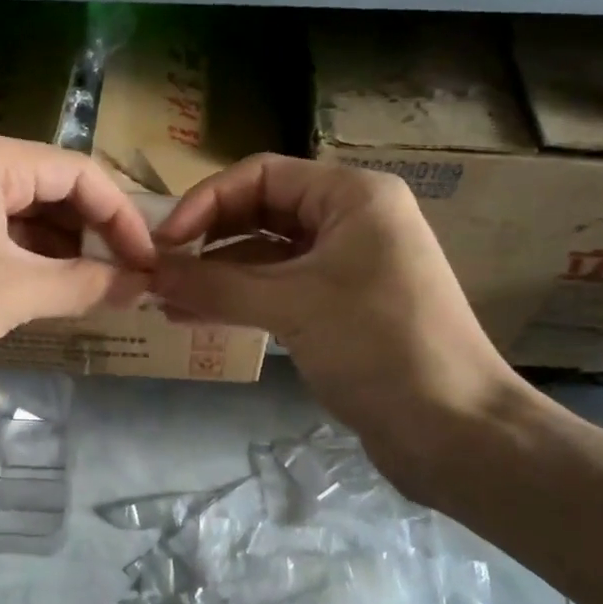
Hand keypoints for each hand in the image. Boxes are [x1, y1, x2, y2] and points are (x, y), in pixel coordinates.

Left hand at [0, 127, 154, 448]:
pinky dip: (26, 262)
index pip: (75, 171)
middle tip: (130, 280)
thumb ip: (86, 282)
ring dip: (62, 252)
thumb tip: (141, 283)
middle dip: (92, 234)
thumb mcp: (13, 295)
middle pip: (47, 188)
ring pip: (19, 215)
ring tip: (102, 291)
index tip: (150, 263)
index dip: (121, 217)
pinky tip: (55, 293)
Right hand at [151, 155, 530, 485]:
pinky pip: (281, 291)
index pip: (262, 176)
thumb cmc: (377, 346)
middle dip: (209, 240)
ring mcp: (347, 267)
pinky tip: (198, 317)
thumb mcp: (292, 306)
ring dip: (219, 275)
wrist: (452, 427)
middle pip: (262, 213)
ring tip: (166, 300)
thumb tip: (149, 271)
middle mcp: (351, 221)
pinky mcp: (342, 309)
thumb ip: (215, 284)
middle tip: (159, 271)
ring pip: (268, 257)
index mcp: (352, 196)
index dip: (206, 202)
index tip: (163, 243)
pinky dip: (242, 301)